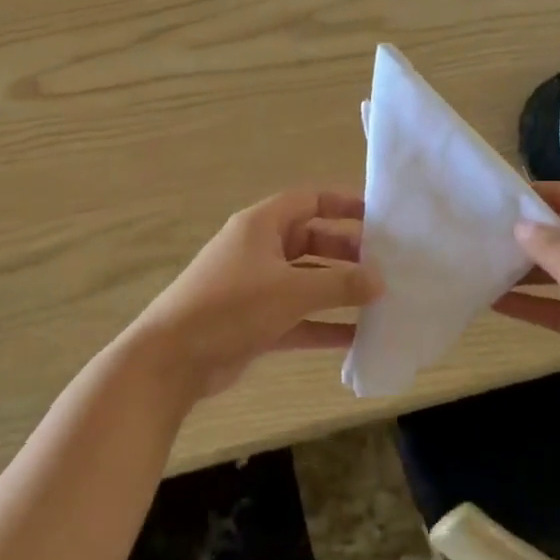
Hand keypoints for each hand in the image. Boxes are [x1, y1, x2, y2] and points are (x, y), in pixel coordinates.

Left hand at [127, 192, 382, 397]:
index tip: (378, 217)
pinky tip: (356, 339)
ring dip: (338, 292)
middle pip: (311, 242)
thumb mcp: (291, 290)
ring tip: (380, 302)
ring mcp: (256, 289)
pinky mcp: (255, 323)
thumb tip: (380, 282)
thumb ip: (340, 284)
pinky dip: (323, 325)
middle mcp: (258, 251)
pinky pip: (298, 318)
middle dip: (347, 253)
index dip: (342, 205)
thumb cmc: (232, 307)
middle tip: (385, 266)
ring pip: (306, 283)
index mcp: (261, 226)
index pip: (308, 201)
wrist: (174, 358)